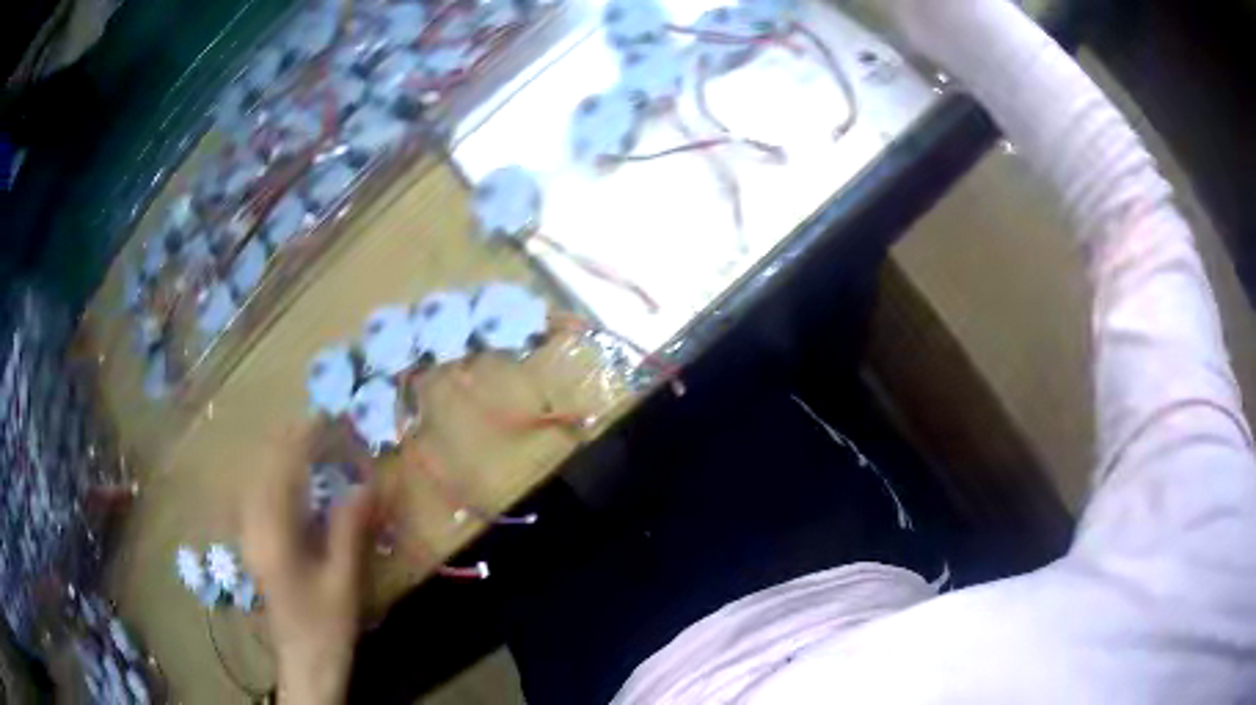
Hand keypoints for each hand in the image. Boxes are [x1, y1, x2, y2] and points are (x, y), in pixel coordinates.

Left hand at [243, 428, 372, 704]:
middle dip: (290, 441)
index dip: (304, 440)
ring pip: (258, 478)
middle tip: (322, 426)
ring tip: (309, 443)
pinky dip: (277, 477)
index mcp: (273, 534)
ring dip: (282, 456)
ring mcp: (249, 534)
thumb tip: (366, 482)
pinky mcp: (254, 543)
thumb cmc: (326, 626)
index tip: (328, 420)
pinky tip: (293, 479)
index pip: (283, 470)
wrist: (304, 661)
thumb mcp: (343, 581)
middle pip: (264, 467)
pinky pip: (259, 494)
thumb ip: (350, 529)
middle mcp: (253, 526)